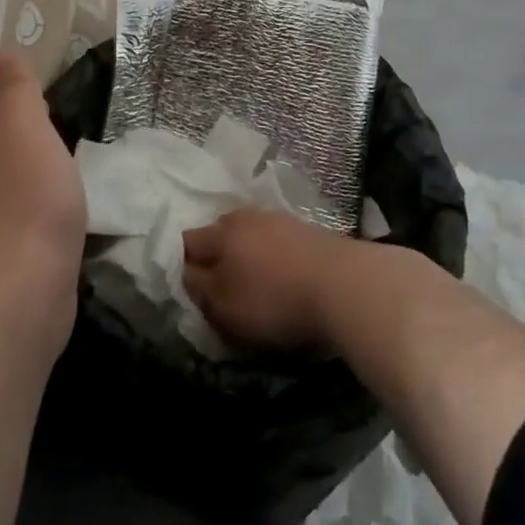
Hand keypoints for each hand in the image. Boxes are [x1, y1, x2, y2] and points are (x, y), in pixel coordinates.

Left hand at [0, 52, 86, 346]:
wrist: (25, 290)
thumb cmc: (27, 197)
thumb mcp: (23, 127)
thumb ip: (15, 90)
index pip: (1, 117)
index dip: (20, 103)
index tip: (46, 90)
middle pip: (12, 152)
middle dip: (34, 137)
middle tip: (73, 118)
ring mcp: (7, 226)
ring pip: (28, 186)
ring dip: (47, 172)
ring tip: (81, 158)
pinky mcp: (29, 260)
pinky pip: (45, 220)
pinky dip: (57, 207)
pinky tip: (77, 206)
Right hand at [181, 208, 355, 351]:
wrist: (343, 285)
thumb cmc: (274, 300)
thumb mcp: (224, 306)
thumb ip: (198, 289)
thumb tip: (186, 273)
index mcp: (221, 233)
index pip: (187, 242)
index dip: (181, 263)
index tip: (186, 285)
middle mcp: (247, 217)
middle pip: (219, 232)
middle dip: (214, 254)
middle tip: (217, 283)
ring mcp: (280, 219)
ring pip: (250, 233)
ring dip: (246, 252)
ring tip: (251, 279)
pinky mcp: (307, 230)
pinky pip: (276, 240)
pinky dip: (272, 255)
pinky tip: (281, 273)